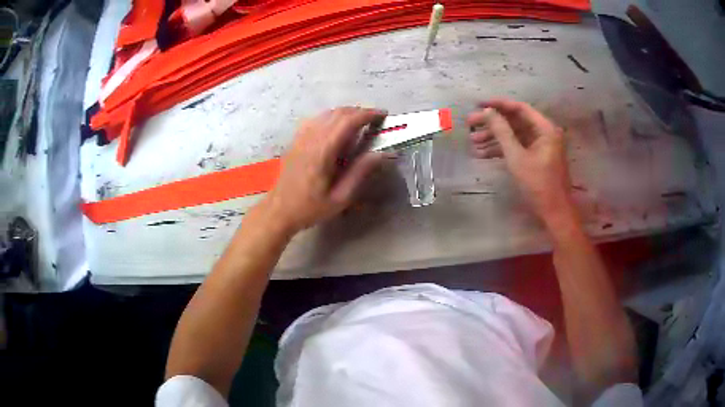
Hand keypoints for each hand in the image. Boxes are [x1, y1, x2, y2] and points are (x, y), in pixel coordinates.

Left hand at [261, 107, 387, 233]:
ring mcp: (301, 137)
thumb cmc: (310, 208)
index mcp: (323, 151)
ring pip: (326, 114)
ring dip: (345, 113)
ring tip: (360, 121)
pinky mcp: (296, 140)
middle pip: (338, 113)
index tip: (383, 114)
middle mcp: (311, 138)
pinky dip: (331, 117)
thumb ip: (360, 173)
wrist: (278, 211)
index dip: (367, 114)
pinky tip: (336, 126)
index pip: (348, 121)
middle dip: (359, 111)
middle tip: (375, 118)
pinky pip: (315, 119)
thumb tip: (382, 154)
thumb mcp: (340, 197)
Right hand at [467, 99, 572, 221]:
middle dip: (492, 124)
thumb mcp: (517, 157)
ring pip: (514, 135)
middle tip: (470, 124)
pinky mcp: (536, 157)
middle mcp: (544, 133)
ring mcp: (540, 146)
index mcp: (545, 128)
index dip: (498, 105)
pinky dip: (502, 149)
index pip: (519, 108)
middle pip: (515, 121)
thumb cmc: (538, 184)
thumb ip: (502, 132)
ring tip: (473, 142)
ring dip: (494, 138)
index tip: (478, 104)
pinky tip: (483, 154)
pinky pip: (517, 147)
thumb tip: (488, 111)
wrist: (554, 212)